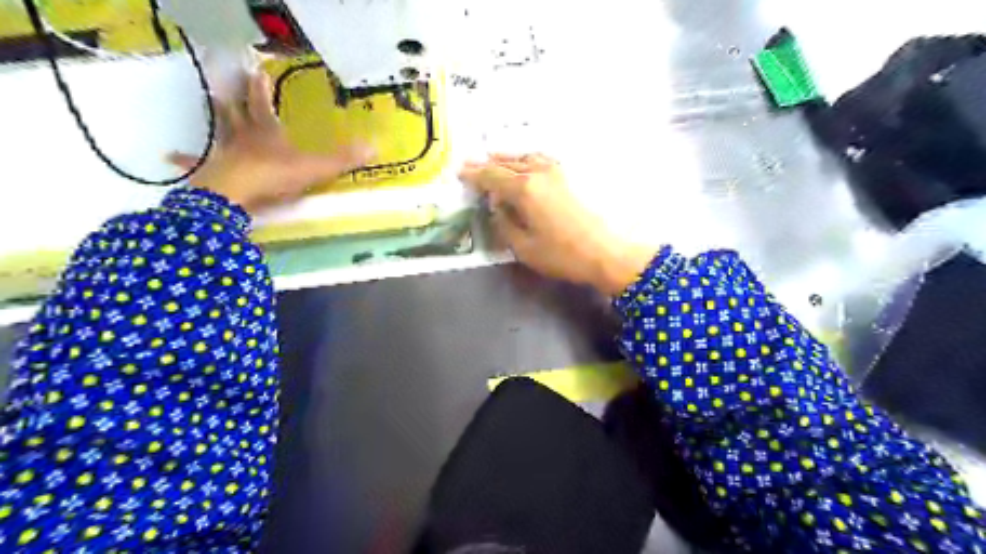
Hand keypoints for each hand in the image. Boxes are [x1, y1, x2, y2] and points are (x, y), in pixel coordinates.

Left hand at [166, 69, 371, 216]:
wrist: (237, 194)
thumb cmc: (274, 176)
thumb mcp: (315, 169)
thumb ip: (343, 159)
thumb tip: (375, 146)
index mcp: (266, 132)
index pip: (263, 104)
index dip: (261, 88)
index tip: (258, 71)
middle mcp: (243, 137)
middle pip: (236, 111)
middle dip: (235, 94)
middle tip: (229, 78)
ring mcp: (225, 153)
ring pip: (220, 130)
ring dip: (216, 116)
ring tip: (209, 99)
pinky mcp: (212, 170)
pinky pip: (197, 161)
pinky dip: (184, 158)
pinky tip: (169, 155)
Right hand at [459, 153, 655, 295]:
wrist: (604, 253)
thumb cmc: (561, 254)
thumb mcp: (523, 247)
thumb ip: (504, 224)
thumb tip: (497, 208)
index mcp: (524, 189)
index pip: (492, 176)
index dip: (474, 175)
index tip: (460, 172)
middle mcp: (538, 173)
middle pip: (507, 164)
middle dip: (487, 165)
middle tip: (470, 164)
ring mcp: (556, 172)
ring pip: (525, 158)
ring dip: (507, 159)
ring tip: (493, 160)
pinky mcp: (568, 178)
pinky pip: (540, 160)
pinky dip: (526, 160)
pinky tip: (524, 165)